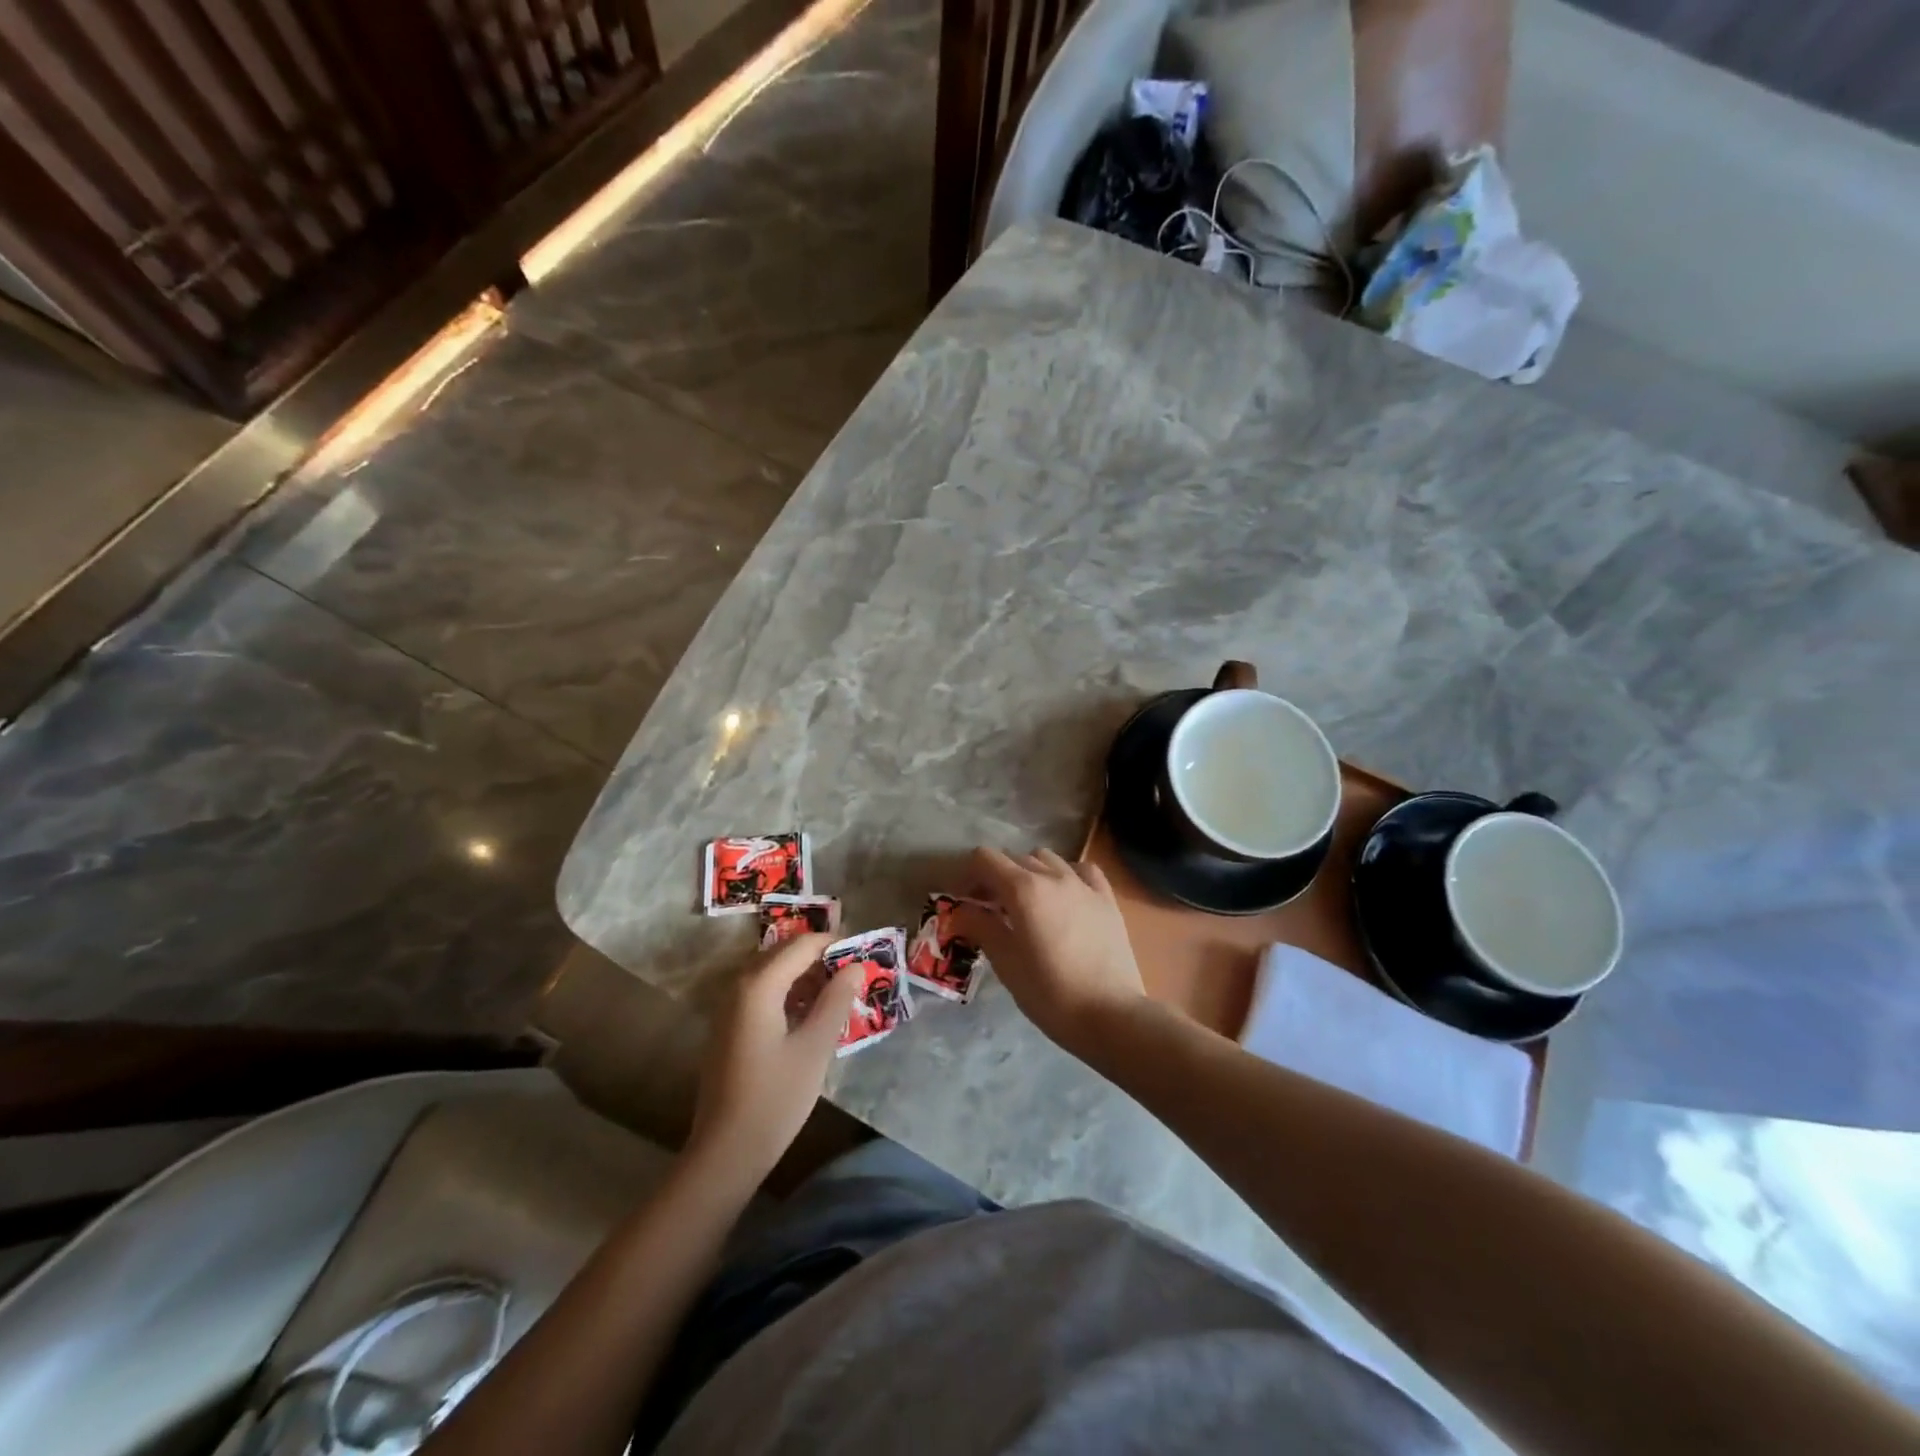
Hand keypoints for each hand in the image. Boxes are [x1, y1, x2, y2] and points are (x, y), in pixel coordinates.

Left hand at [688, 934, 861, 1183]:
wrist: (726, 1152)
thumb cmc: (776, 1098)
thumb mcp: (815, 1047)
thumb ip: (836, 1000)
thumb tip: (855, 966)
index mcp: (759, 985)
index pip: (802, 945)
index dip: (834, 944)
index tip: (864, 954)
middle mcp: (739, 986)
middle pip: (784, 954)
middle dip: (820, 958)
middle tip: (854, 973)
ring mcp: (729, 1007)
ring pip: (773, 973)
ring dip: (805, 976)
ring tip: (839, 993)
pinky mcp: (729, 1027)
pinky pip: (763, 993)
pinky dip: (789, 993)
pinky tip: (811, 1015)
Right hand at [951, 847, 1145, 1052]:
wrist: (1110, 1015)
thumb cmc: (1049, 993)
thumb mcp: (1006, 962)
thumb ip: (981, 927)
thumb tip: (960, 911)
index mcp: (1023, 889)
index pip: (985, 859)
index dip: (968, 875)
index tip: (962, 900)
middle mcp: (1053, 876)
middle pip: (1015, 858)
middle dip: (996, 876)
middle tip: (988, 908)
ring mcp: (1083, 884)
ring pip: (1048, 859)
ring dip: (1029, 872)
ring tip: (1027, 903)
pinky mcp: (1106, 899)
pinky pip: (1082, 870)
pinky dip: (1066, 875)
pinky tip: (1064, 896)